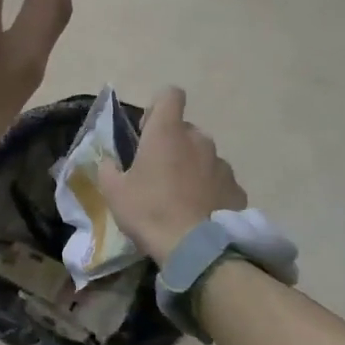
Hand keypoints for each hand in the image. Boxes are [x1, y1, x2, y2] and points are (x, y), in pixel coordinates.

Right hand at [95, 87, 246, 267]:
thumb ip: (108, 168)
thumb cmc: (149, 211)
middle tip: (157, 172)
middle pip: (185, 129)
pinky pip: (219, 181)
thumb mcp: (114, 191)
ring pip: (203, 156)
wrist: (195, 249)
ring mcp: (221, 165)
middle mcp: (198, 140)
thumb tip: (109, 161)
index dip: (158, 107)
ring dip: (192, 167)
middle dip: (173, 144)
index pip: (170, 95)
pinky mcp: (236, 189)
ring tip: (179, 198)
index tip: (147, 131)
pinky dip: (209, 190)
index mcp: (167, 133)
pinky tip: (198, 213)